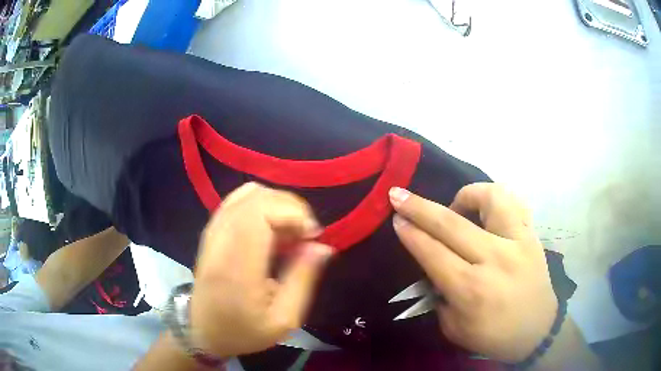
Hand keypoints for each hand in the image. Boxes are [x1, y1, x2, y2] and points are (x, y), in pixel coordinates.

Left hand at [189, 183, 332, 357]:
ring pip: (248, 193)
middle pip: (257, 197)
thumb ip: (303, 279)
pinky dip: (262, 205)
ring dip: (277, 205)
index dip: (293, 213)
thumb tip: (323, 245)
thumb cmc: (243, 331)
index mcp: (237, 265)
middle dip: (290, 207)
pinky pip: (239, 200)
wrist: (202, 330)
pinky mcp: (212, 230)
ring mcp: (213, 231)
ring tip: (289, 232)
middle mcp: (220, 239)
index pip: (261, 212)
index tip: (312, 235)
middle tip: (305, 235)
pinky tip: (271, 229)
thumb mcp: (284, 319)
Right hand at [389, 183, 557, 362]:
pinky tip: (485, 209)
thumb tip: (431, 266)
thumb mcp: (454, 328)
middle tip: (400, 195)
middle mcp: (494, 260)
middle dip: (419, 207)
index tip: (396, 218)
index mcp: (471, 290)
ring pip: (490, 199)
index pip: (432, 253)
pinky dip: (494, 200)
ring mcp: (517, 243)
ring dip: (466, 195)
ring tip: (456, 206)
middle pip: (451, 224)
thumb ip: (439, 296)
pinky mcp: (531, 236)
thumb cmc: (493, 336)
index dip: (410, 233)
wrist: (538, 330)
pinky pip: (513, 203)